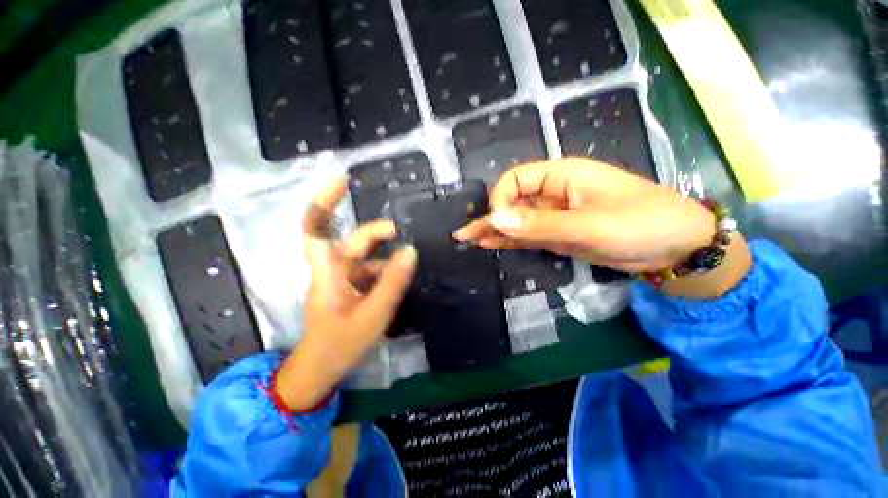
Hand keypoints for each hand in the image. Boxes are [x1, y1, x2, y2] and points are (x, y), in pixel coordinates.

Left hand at [274, 177, 416, 411]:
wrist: (322, 368)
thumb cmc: (341, 344)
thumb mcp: (373, 315)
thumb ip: (392, 282)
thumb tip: (410, 251)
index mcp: (328, 273)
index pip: (316, 230)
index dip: (325, 203)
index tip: (343, 181)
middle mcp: (334, 269)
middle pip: (354, 240)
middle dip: (379, 233)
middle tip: (405, 235)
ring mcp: (343, 278)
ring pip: (367, 256)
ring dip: (387, 255)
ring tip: (411, 260)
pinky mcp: (352, 286)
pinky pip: (372, 270)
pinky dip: (387, 269)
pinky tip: (402, 275)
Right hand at [454, 158, 750, 296]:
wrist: (676, 250)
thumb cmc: (642, 224)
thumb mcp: (589, 224)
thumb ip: (540, 224)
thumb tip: (496, 220)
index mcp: (561, 176)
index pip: (516, 181)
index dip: (501, 200)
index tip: (498, 222)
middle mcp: (554, 193)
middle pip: (512, 202)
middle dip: (488, 217)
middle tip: (463, 235)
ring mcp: (555, 216)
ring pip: (517, 221)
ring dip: (493, 230)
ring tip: (468, 240)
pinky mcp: (559, 235)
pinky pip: (528, 235)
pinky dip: (509, 240)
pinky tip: (490, 244)